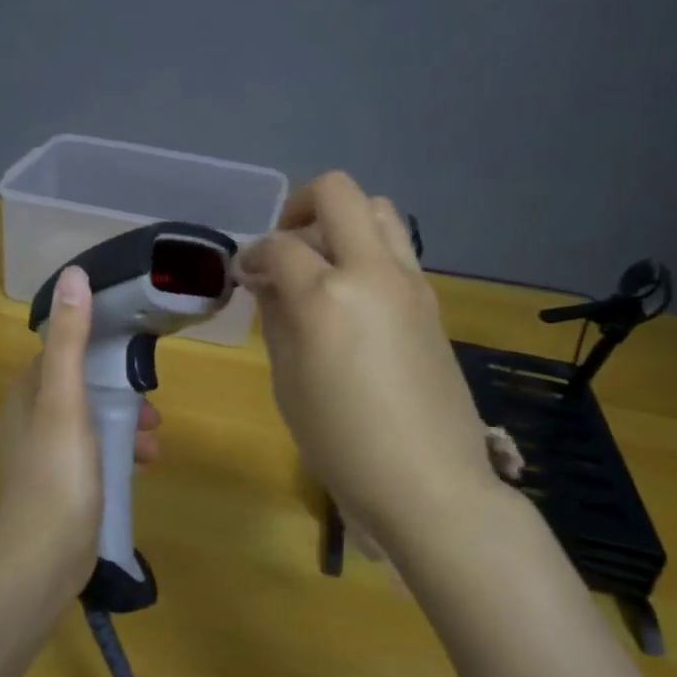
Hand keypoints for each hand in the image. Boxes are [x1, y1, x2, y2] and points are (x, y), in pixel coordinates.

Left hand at [0, 265, 162, 589]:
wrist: (41, 562)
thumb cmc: (57, 475)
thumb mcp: (66, 401)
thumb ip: (71, 341)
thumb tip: (74, 276)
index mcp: (25, 395)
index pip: (63, 354)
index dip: (99, 351)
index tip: (135, 360)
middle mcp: (29, 420)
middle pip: (82, 389)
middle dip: (120, 395)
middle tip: (153, 410)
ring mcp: (44, 456)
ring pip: (92, 423)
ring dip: (125, 426)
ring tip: (154, 445)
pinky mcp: (60, 486)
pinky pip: (94, 454)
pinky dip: (119, 453)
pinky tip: (142, 468)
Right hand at [235, 173, 501, 550]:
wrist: (427, 483)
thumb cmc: (340, 443)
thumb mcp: (288, 380)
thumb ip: (276, 316)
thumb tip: (268, 279)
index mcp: (327, 295)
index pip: (279, 245)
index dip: (253, 255)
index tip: (245, 276)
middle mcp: (372, 271)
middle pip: (338, 193)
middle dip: (300, 208)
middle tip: (285, 249)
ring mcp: (410, 281)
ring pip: (378, 208)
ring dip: (342, 221)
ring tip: (323, 264)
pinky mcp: (431, 299)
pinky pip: (397, 248)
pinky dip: (368, 251)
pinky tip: (353, 296)